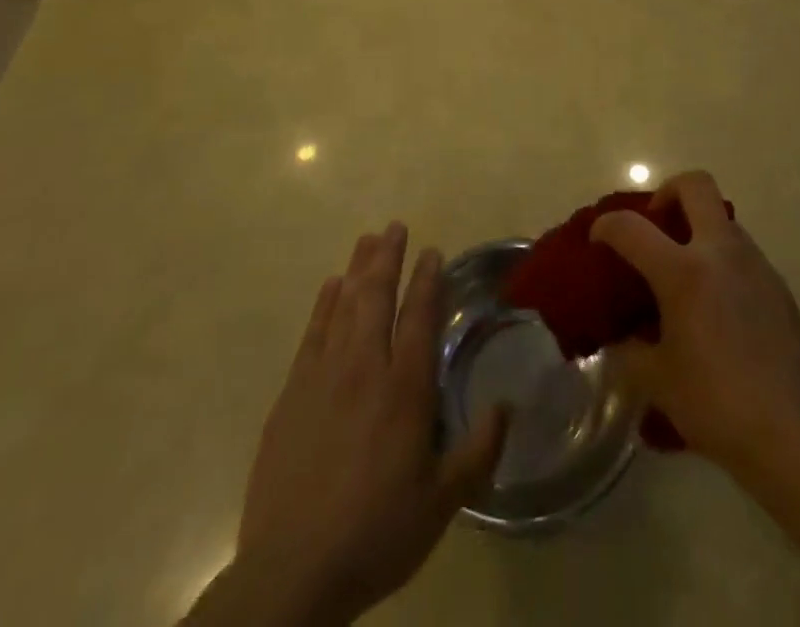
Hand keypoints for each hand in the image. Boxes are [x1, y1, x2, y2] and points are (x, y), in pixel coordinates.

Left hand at [190, 225, 507, 626]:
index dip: (428, 280)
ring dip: (358, 269)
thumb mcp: (442, 503)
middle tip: (394, 226)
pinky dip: (324, 304)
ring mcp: (323, 377)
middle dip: (388, 258)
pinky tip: (331, 286)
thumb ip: (479, 450)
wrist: (292, 573)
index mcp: (404, 389)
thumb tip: (507, 405)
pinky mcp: (291, 394)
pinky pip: (312, 333)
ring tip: (367, 240)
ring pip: (344, 306)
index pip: (419, 317)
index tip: (432, 251)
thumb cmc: (376, 534)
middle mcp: (364, 369)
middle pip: (377, 298)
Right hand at [591, 172, 799, 477]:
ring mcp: (756, 264)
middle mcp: (721, 252)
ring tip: (683, 272)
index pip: (632, 227)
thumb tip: (622, 338)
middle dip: (667, 192)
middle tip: (654, 226)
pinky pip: (742, 252)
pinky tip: (715, 305)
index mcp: (684, 271)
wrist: (796, 437)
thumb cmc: (717, 404)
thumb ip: (630, 350)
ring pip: (722, 218)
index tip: (598, 240)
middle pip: (695, 185)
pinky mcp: (778, 286)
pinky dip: (720, 259)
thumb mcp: (657, 380)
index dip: (607, 227)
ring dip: (697, 228)